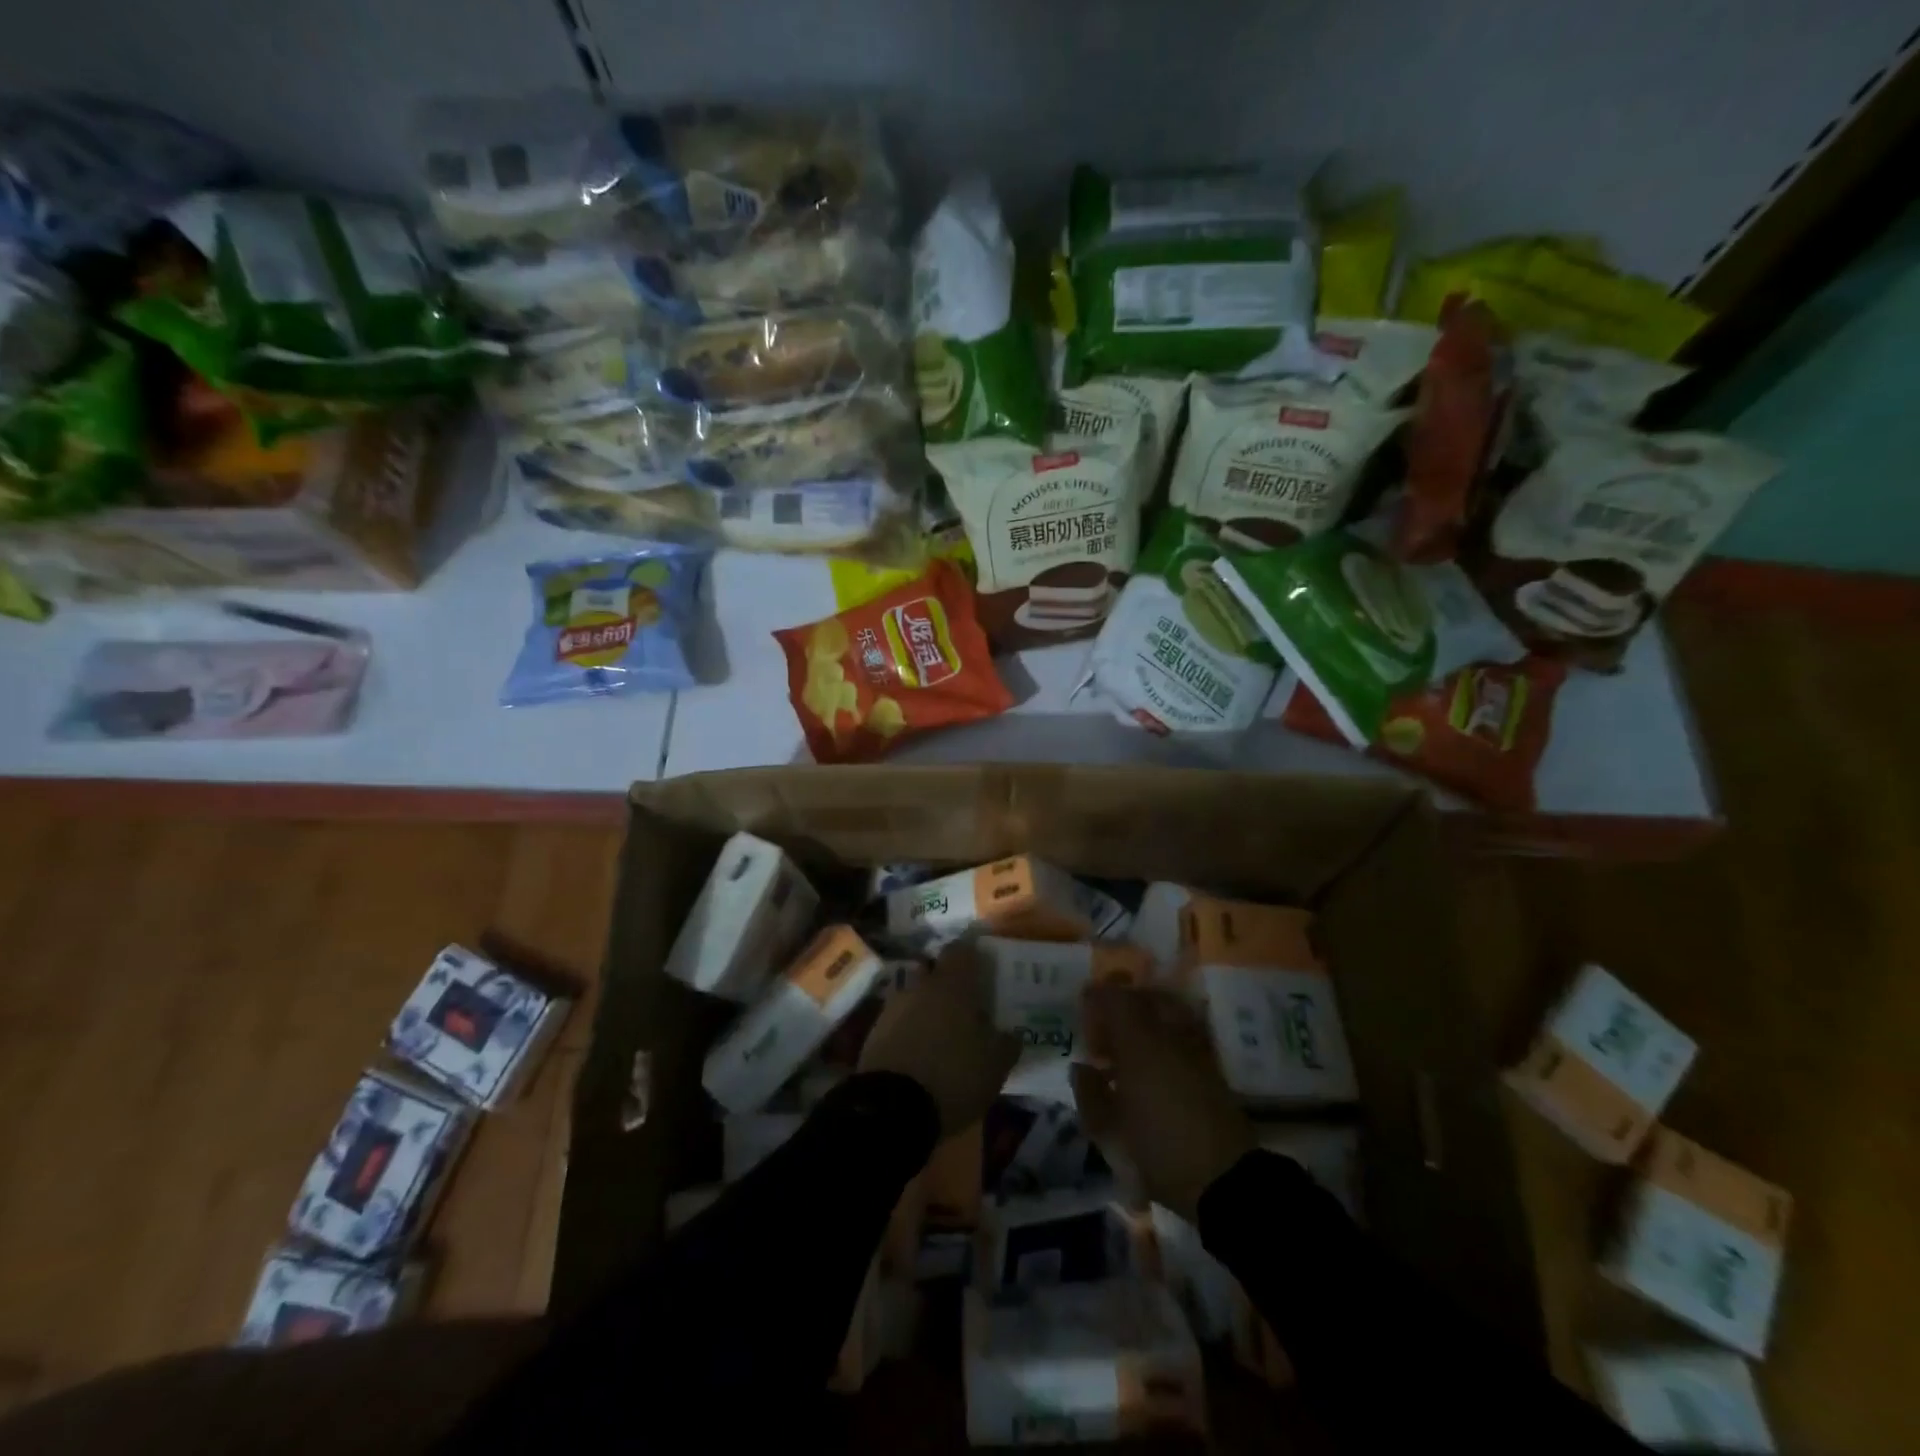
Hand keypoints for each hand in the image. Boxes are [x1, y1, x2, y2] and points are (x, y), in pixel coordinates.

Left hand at [860, 942, 1018, 1137]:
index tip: (981, 967)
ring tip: (939, 1030)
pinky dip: (907, 1027)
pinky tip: (918, 1049)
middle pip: (932, 968)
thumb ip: (1006, 1045)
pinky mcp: (874, 1033)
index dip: (971, 955)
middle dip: (945, 979)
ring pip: (912, 993)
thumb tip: (1011, 1034)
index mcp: (952, 986)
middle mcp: (920, 987)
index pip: (960, 950)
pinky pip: (896, 1019)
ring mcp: (893, 1008)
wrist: (892, 1108)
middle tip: (962, 1001)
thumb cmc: (953, 1076)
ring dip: (924, 1005)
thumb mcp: (994, 1067)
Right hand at [1072, 984, 1254, 1221]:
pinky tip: (1153, 1068)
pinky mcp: (1213, 1069)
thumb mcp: (1109, 1131)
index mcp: (1140, 1043)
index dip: (1096, 998)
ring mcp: (1195, 1049)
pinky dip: (1165, 1038)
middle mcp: (1169, 1035)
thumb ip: (1089, 1094)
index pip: (1115, 998)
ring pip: (1168, 1012)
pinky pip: (1184, 1034)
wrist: (1225, 1182)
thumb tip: (1082, 1068)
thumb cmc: (1159, 1151)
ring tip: (1128, 1051)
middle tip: (1106, 1032)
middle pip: (1145, 997)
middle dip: (1121, 1005)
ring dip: (1145, 1020)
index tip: (1083, 1012)